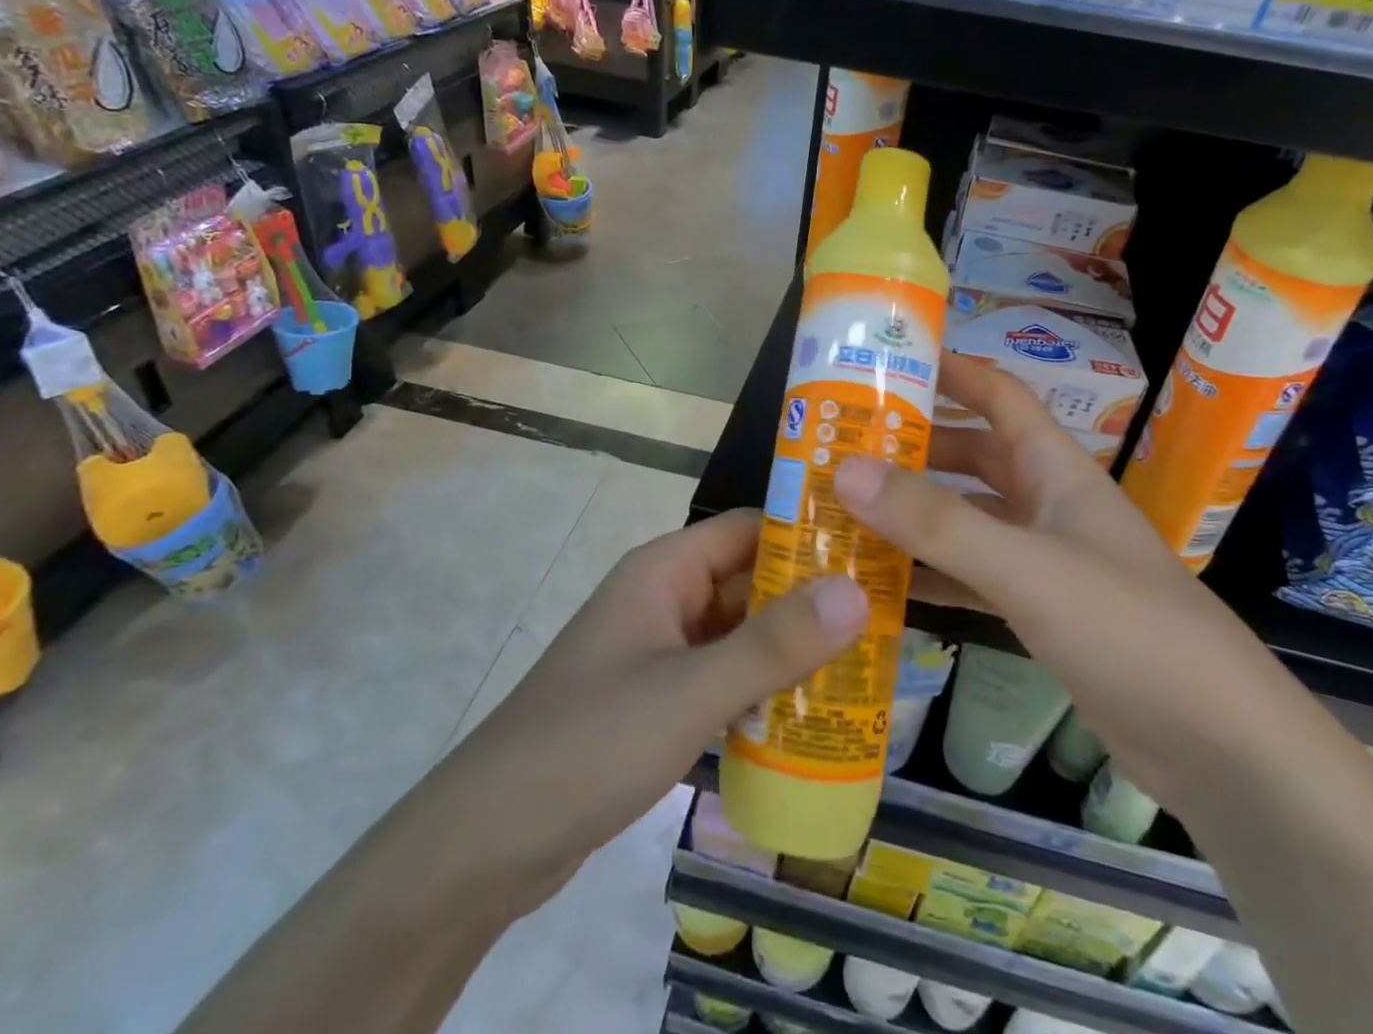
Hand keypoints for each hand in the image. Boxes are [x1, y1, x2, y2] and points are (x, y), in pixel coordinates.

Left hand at [447, 509, 868, 918]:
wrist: (486, 844)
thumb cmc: (589, 743)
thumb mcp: (690, 692)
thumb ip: (774, 645)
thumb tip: (858, 592)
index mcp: (665, 570)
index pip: (751, 528)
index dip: (810, 534)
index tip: (875, 551)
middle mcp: (664, 598)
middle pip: (750, 581)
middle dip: (811, 600)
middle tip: (887, 617)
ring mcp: (659, 651)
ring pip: (740, 634)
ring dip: (791, 649)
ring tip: (867, 665)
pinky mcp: (656, 701)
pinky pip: (723, 679)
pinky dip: (762, 690)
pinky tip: (809, 718)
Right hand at [833, 354, 1290, 811]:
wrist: (1220, 747)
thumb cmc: (1128, 630)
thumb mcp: (1025, 567)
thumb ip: (936, 522)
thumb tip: (845, 469)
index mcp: (1055, 468)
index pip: (998, 394)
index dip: (948, 371)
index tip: (884, 364)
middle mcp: (1047, 503)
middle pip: (973, 456)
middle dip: (914, 447)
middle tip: (842, 447)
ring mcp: (1044, 559)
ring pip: (967, 518)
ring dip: (915, 513)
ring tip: (845, 510)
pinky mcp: (1041, 611)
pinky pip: (972, 576)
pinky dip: (931, 574)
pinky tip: (882, 585)